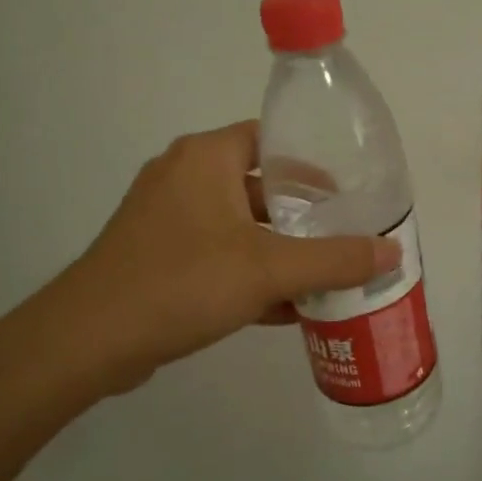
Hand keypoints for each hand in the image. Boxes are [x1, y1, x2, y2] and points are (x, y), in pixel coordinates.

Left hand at [46, 121, 398, 394]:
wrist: (88, 340)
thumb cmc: (182, 282)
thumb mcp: (270, 269)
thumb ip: (335, 259)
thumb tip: (392, 253)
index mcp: (206, 158)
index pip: (269, 140)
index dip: (311, 162)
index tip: (347, 191)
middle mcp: (183, 177)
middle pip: (257, 185)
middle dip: (301, 214)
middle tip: (344, 235)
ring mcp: (164, 219)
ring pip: (238, 226)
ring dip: (278, 249)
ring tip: (324, 273)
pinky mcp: (155, 258)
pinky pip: (216, 255)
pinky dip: (249, 274)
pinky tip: (286, 308)